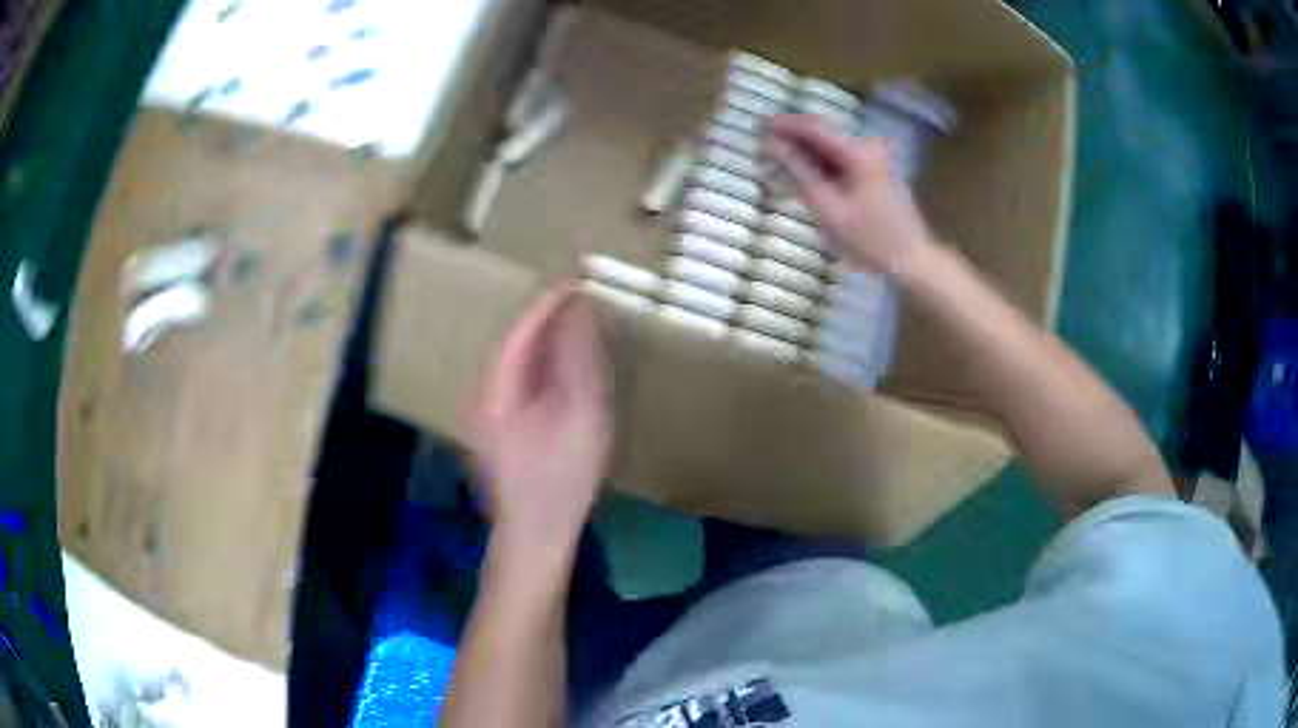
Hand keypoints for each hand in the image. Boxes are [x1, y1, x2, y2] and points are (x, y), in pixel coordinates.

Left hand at [468, 284, 611, 546]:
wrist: (534, 536)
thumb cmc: (561, 481)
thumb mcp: (582, 417)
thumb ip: (579, 360)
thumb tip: (580, 311)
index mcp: (496, 389)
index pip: (520, 329)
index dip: (548, 301)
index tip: (578, 278)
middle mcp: (482, 394)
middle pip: (513, 341)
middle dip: (545, 315)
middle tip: (581, 293)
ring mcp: (485, 413)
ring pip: (514, 360)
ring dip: (543, 338)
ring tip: (576, 320)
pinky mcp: (495, 428)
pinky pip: (517, 379)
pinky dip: (541, 363)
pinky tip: (562, 364)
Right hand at [767, 114, 932, 275]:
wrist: (912, 260)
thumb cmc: (870, 240)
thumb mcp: (828, 209)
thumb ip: (798, 172)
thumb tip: (771, 145)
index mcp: (858, 152)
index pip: (813, 126)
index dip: (783, 124)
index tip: (756, 126)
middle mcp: (867, 147)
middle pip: (822, 135)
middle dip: (791, 139)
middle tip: (761, 149)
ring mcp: (874, 159)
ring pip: (829, 149)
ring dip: (803, 154)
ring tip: (775, 166)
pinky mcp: (876, 172)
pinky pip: (840, 161)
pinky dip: (819, 166)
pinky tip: (801, 178)